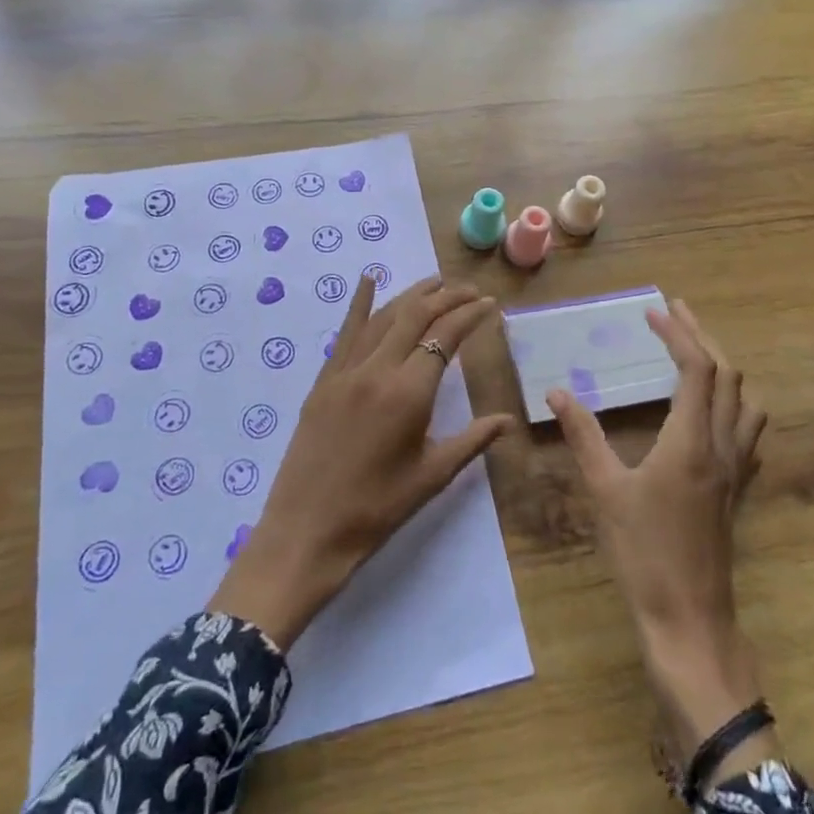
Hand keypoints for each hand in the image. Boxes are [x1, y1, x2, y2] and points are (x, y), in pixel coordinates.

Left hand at [209, 275, 514, 648]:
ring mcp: (345, 371)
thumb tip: (508, 419)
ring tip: (436, 283)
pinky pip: (345, 332)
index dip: (470, 315)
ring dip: (411, 295)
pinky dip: (359, 303)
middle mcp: (377, 370)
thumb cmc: (376, 510)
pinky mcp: (324, 380)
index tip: (490, 304)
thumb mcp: (431, 476)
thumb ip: (472, 441)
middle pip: (416, 316)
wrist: (306, 533)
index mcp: (409, 393)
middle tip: (470, 290)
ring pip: (383, 317)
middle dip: (446, 297)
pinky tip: (368, 280)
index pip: (446, 336)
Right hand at [549, 300, 776, 785]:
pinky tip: (714, 410)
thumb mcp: (605, 491)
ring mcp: (736, 470)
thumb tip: (557, 392)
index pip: (697, 369)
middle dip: (703, 337)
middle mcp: (723, 447)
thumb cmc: (644, 554)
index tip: (653, 313)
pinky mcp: (737, 490)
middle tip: (675, 313)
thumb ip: (583, 436)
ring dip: (723, 367)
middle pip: (727, 376)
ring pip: (745, 401)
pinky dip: (733, 402)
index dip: (678, 334)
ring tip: (695, 351)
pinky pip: (748, 430)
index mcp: (692, 441)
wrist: (689, 620)